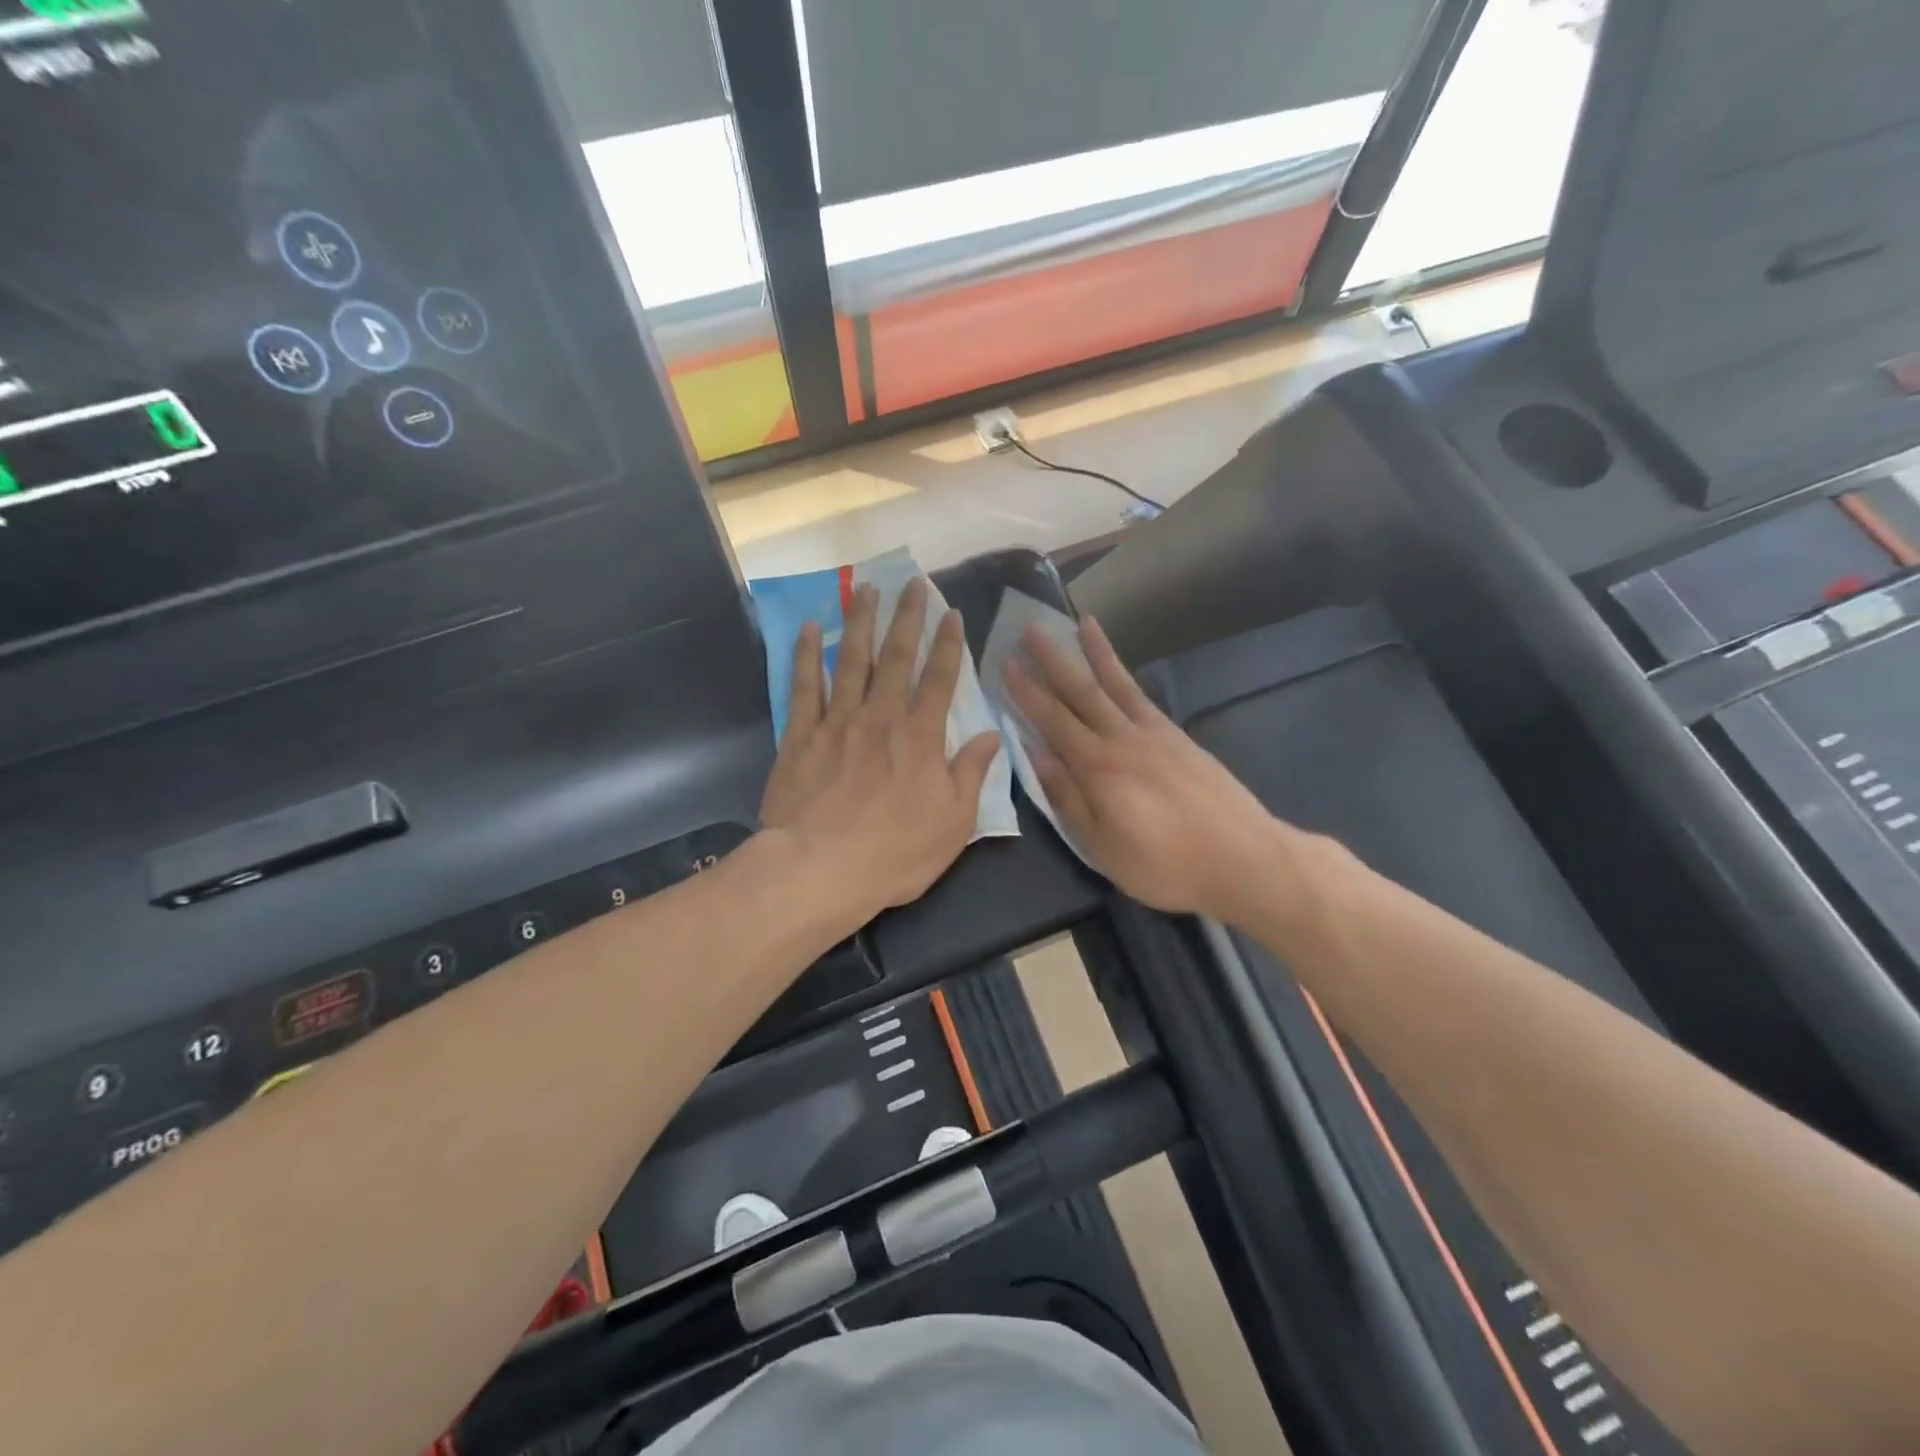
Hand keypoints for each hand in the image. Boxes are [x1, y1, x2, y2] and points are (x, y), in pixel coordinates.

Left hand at [760, 577, 1001, 920]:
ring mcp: (837, 722)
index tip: (952, 613)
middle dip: (906, 618)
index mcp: (920, 737)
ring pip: (850, 661)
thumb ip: (971, 773)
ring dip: (859, 622)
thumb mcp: (953, 822)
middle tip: (910, 583)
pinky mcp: (800, 736)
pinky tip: (809, 628)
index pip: (939, 680)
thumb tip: (992, 735)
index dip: (948, 645)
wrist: (820, 869)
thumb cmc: (895, 852)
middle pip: (896, 658)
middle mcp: (880, 717)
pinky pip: (804, 687)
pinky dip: (806, 655)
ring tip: (865, 589)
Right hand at [1003, 616, 1291, 919]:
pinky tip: (1118, 669)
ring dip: (1094, 653)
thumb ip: (1067, 797)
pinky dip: (1125, 676)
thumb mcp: (1102, 846)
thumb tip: (1036, 754)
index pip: (1053, 721)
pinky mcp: (1178, 737)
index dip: (1027, 692)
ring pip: (1116, 684)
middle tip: (1031, 628)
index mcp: (1098, 768)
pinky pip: (1142, 696)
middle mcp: (1122, 739)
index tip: (1006, 664)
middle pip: (1081, 691)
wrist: (1242, 858)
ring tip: (1080, 623)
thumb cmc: (1164, 864)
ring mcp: (1154, 733)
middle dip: (1053, 660)